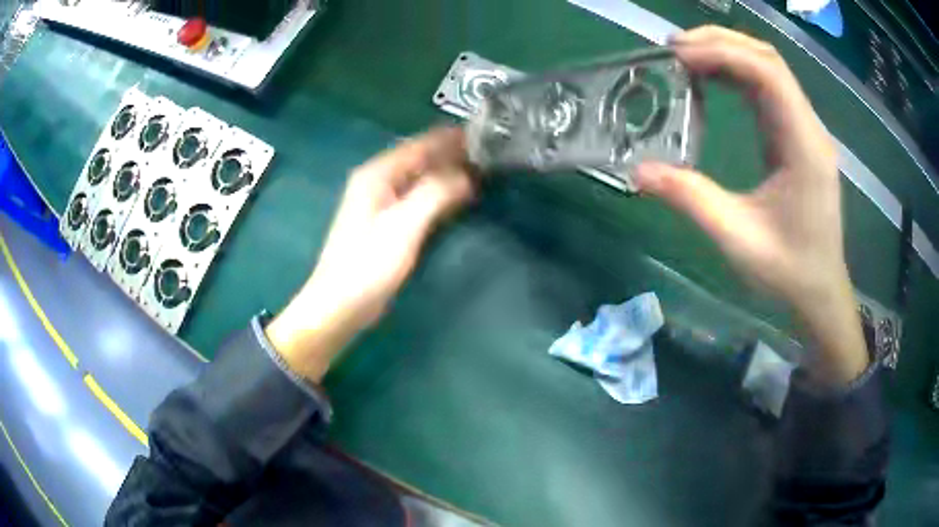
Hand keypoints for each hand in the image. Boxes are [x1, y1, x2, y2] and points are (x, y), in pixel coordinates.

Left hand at [266, 128, 474, 381]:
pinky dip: (439, 193)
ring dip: (448, 173)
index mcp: (378, 173)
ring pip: (421, 178)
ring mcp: (381, 202)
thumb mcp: (404, 225)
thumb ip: (436, 193)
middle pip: (421, 159)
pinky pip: (418, 197)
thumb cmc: (369, 264)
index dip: (451, 138)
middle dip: (453, 154)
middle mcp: (378, 180)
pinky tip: (458, 196)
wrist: (340, 304)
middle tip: (490, 154)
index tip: (485, 134)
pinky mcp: (387, 222)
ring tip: (482, 170)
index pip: (420, 144)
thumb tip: (467, 174)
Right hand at [635, 26, 867, 383]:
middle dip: (721, 43)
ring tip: (685, 57)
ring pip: (769, 68)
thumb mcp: (737, 240)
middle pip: (768, 59)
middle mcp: (809, 128)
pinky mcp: (798, 136)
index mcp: (803, 147)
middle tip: (674, 48)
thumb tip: (638, 171)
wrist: (820, 291)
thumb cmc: (788, 271)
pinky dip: (737, 74)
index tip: (678, 55)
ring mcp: (805, 129)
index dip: (722, 53)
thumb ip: (691, 200)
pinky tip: (711, 80)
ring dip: (728, 53)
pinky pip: (768, 89)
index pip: (768, 74)